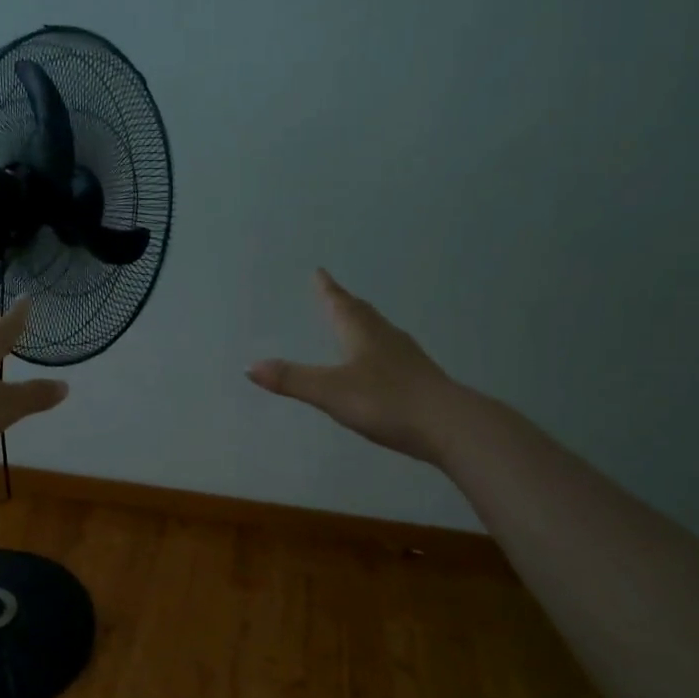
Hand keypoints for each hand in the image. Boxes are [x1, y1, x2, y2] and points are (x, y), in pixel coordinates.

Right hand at [248, 269, 458, 464]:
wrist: (448, 425)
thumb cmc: (386, 401)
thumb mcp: (331, 392)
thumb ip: (292, 379)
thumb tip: (249, 366)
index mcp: (362, 333)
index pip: (340, 304)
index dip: (327, 289)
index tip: (319, 272)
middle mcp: (385, 337)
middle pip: (362, 313)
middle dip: (345, 303)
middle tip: (334, 293)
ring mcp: (407, 357)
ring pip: (380, 332)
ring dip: (364, 324)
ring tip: (355, 323)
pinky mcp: (420, 379)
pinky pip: (393, 354)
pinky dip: (379, 349)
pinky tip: (381, 364)